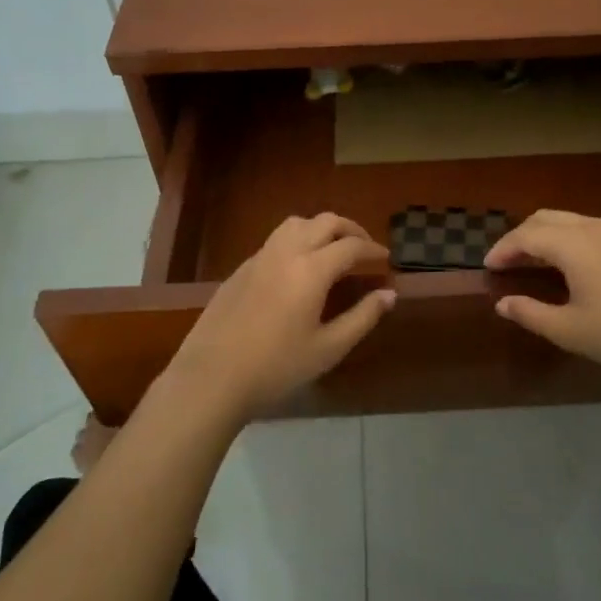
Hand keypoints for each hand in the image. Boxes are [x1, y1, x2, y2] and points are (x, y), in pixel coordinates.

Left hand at [160, 213, 394, 420]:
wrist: (211, 377)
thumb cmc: (276, 367)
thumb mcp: (328, 348)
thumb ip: (362, 317)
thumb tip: (389, 294)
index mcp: (311, 270)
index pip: (350, 246)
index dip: (372, 250)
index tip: (386, 259)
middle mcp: (286, 252)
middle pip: (324, 222)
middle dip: (350, 230)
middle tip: (364, 249)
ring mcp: (259, 258)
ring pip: (296, 224)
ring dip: (320, 228)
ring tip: (332, 250)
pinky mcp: (240, 270)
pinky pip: (275, 240)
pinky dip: (297, 242)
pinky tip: (298, 270)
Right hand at [484, 209, 600, 387]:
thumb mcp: (569, 330)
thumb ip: (530, 313)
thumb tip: (503, 303)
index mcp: (573, 244)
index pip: (526, 236)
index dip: (503, 250)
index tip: (487, 267)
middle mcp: (592, 228)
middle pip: (544, 219)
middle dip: (519, 237)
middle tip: (504, 262)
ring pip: (566, 220)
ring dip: (542, 235)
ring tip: (528, 262)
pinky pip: (584, 228)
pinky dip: (563, 238)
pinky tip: (562, 264)